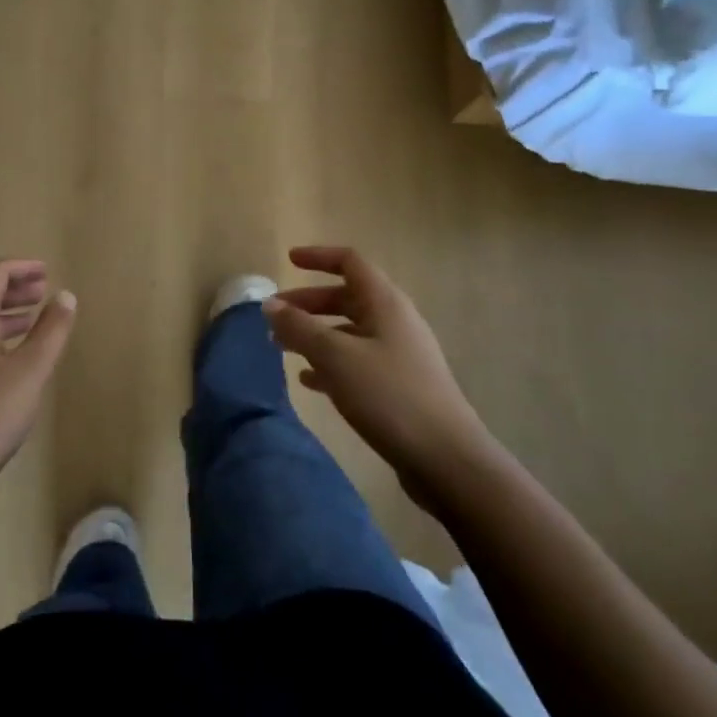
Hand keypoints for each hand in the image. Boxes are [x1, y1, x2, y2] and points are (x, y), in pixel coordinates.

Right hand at [265, 247, 487, 499]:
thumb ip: (299, 328)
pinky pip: (357, 362)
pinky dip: (330, 363)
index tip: (288, 261)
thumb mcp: (336, 357)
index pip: (350, 262)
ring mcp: (400, 355)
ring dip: (315, 334)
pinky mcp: (399, 387)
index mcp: (385, 303)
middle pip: (346, 297)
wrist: (446, 459)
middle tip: (274, 316)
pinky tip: (309, 381)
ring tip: (281, 348)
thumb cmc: (389, 396)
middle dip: (308, 303)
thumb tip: (270, 304)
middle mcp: (394, 321)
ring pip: (349, 332)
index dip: (318, 257)